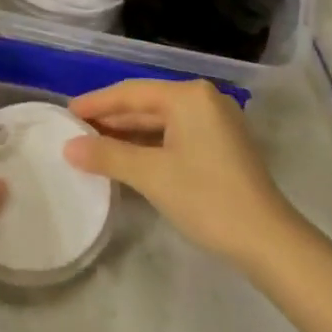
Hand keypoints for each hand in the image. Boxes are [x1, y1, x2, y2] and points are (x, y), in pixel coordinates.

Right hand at [65, 79, 298, 266]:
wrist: (266, 239)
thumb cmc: (206, 198)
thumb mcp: (151, 175)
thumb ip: (108, 156)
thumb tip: (68, 148)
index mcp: (189, 96)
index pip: (132, 92)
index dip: (96, 103)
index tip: (66, 112)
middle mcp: (204, 99)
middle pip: (147, 104)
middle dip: (111, 118)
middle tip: (74, 131)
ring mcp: (216, 122)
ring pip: (161, 121)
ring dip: (128, 133)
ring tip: (93, 144)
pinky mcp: (221, 144)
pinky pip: (175, 134)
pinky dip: (150, 144)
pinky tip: (127, 157)